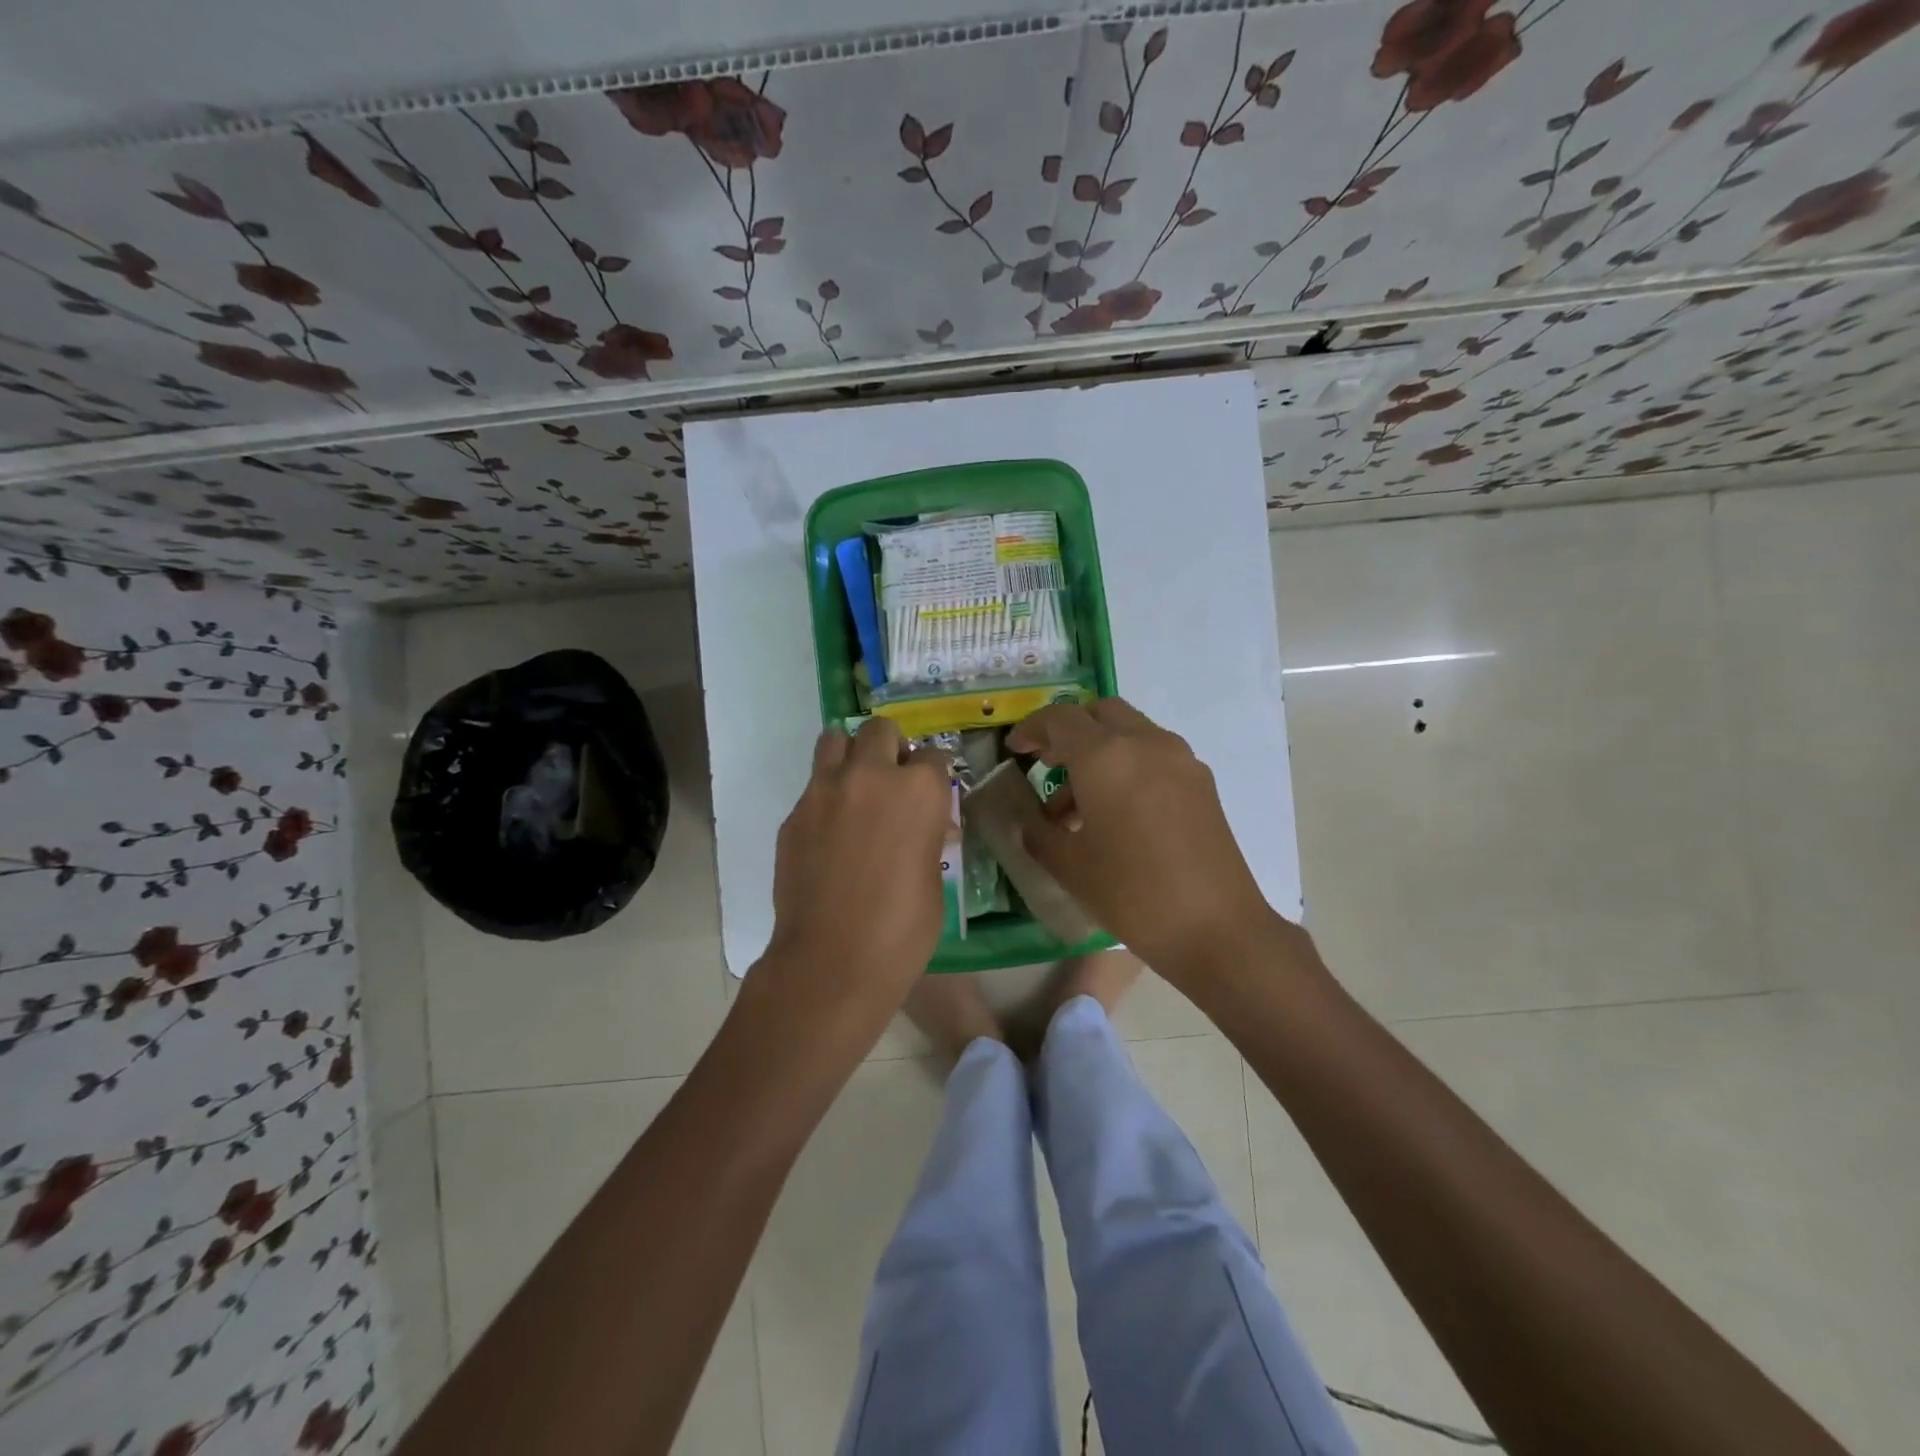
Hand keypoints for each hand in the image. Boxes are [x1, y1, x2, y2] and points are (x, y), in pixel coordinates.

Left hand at [756, 718, 953, 1030]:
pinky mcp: (794, 814)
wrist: (832, 959)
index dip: (934, 774)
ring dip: (850, 755)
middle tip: (892, 780)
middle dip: (891, 748)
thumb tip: (925, 829)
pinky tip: (830, 833)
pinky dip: (826, 797)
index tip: (932, 792)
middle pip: (881, 730)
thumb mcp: (933, 878)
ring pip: (835, 740)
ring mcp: (825, 790)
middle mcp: (871, 776)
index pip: (933, 757)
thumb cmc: (902, 928)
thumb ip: (927, 837)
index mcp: (918, 790)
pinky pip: (813, 787)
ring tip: (856, 788)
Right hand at [1006, 698, 1291, 984]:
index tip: (1015, 750)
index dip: (1031, 729)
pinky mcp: (1201, 782)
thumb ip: (1038, 833)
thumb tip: (1026, 821)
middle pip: (1100, 713)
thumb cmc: (1131, 894)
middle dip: (1069, 731)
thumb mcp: (1069, 866)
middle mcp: (1145, 743)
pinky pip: (1154, 755)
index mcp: (1106, 756)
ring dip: (1099, 751)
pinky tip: (1117, 813)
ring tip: (1076, 806)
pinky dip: (1127, 765)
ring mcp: (1180, 759)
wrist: (1216, 928)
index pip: (1060, 718)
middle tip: (1048, 764)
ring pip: (1130, 732)